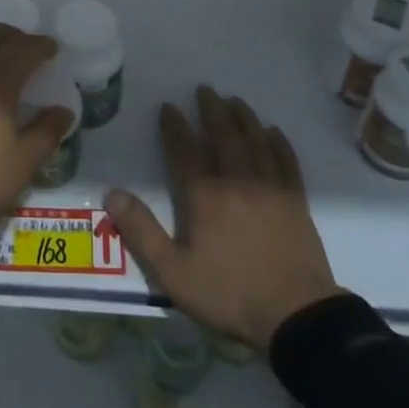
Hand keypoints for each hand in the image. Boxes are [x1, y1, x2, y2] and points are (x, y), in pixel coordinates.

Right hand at [106, 86, 344, 351]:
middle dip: (212, 110)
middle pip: (223, 135)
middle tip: (205, 89)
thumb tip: (111, 194)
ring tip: (235, 101)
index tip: (168, 106)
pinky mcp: (296, 202)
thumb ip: (141, 232)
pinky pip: (287, 162)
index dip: (175, 126)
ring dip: (244, 118)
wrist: (297, 317)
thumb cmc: (230, 294)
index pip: (185, 150)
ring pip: (255, 141)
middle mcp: (237, 181)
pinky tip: (273, 133)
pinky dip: (279, 143)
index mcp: (204, 195)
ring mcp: (270, 188)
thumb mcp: (174, 273)